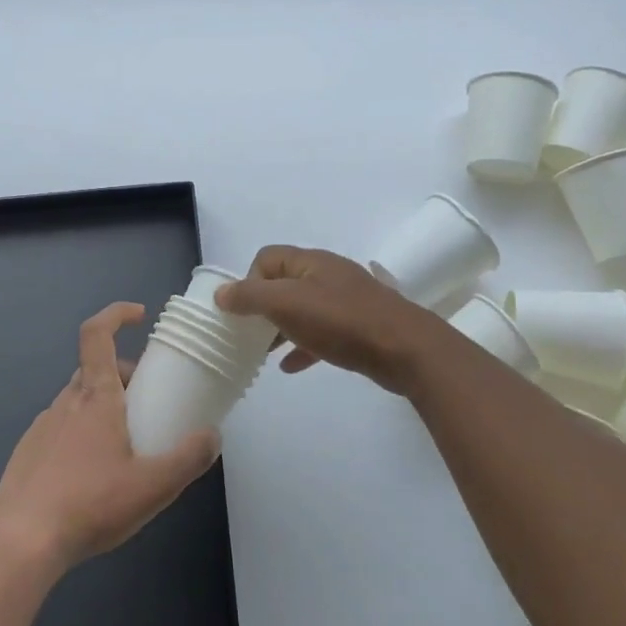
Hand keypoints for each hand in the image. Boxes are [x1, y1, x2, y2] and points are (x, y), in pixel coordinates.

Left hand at [0, 303, 219, 573]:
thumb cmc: (90, 504)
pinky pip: (62, 428)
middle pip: (96, 370)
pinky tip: (93, 476)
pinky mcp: (27, 452)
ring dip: (104, 408)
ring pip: (79, 401)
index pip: (97, 334)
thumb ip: (188, 458)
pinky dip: (82, 434)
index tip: (139, 316)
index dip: (116, 314)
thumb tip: (212, 435)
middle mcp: (66, 402)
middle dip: (124, 376)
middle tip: (148, 404)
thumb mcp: (153, 486)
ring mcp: (42, 426)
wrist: (20, 543)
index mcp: (95, 397)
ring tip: (125, 447)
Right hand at [215, 246, 444, 395]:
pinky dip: (303, 346)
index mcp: (310, 262)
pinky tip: (291, 367)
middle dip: (262, 307)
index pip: (266, 258)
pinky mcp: (358, 328)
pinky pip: (321, 333)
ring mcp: (346, 301)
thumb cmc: (341, 321)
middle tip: (248, 334)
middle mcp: (327, 275)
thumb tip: (220, 293)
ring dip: (281, 328)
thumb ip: (250, 297)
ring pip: (302, 310)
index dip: (248, 281)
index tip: (243, 311)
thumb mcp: (286, 304)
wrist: (404, 349)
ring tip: (264, 352)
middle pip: (284, 283)